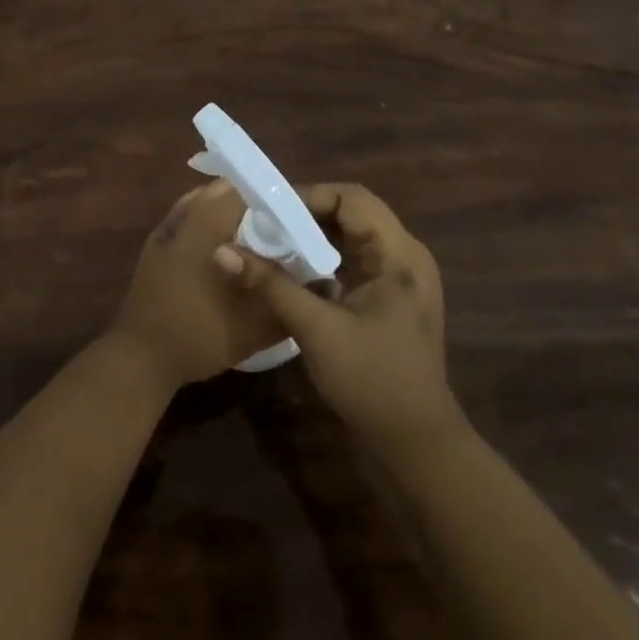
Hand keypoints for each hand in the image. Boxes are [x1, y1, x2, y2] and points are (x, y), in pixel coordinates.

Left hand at [108, 181, 287, 390]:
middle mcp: (186, 216)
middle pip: (224, 191)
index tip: (299, 214)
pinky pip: (187, 218)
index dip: (276, 198)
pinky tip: (222, 246)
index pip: (247, 190)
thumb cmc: (200, 335)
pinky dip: (207, 221)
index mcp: (209, 224)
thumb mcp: (256, 326)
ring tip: (256, 233)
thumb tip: (324, 284)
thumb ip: (289, 300)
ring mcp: (166, 229)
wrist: (141, 358)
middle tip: (281, 224)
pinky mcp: (155, 246)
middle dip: (254, 202)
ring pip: (203, 201)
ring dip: (229, 209)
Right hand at [217, 182, 465, 461]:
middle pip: (353, 213)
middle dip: (307, 214)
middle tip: (264, 223)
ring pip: (352, 237)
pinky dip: (324, 259)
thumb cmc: (372, 380)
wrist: (416, 444)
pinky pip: (354, 261)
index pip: (352, 198)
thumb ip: (271, 285)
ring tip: (272, 242)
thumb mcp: (317, 329)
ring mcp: (399, 278)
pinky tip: (294, 272)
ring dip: (313, 237)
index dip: (309, 195)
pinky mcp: (390, 298)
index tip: (268, 209)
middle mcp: (404, 256)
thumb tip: (222, 250)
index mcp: (399, 254)